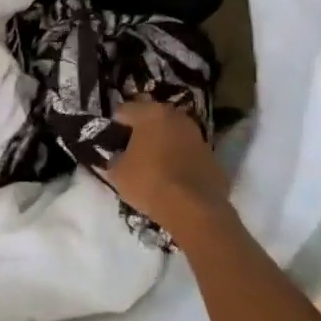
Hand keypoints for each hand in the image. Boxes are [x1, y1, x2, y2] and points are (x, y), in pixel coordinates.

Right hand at [102, 99, 234, 244]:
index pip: (123, 111)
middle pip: (151, 120)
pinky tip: (171, 179)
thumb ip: (114, 158)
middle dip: (140, 133)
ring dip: (161, 145)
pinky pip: (187, 154)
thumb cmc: (149, 182)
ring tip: (151, 167)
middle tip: (128, 153)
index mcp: (151, 113)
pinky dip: (179, 161)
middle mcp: (177, 117)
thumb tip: (117, 156)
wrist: (194, 209)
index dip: (112, 127)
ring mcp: (198, 136)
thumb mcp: (117, 172)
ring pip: (172, 135)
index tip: (108, 143)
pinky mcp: (212, 157)